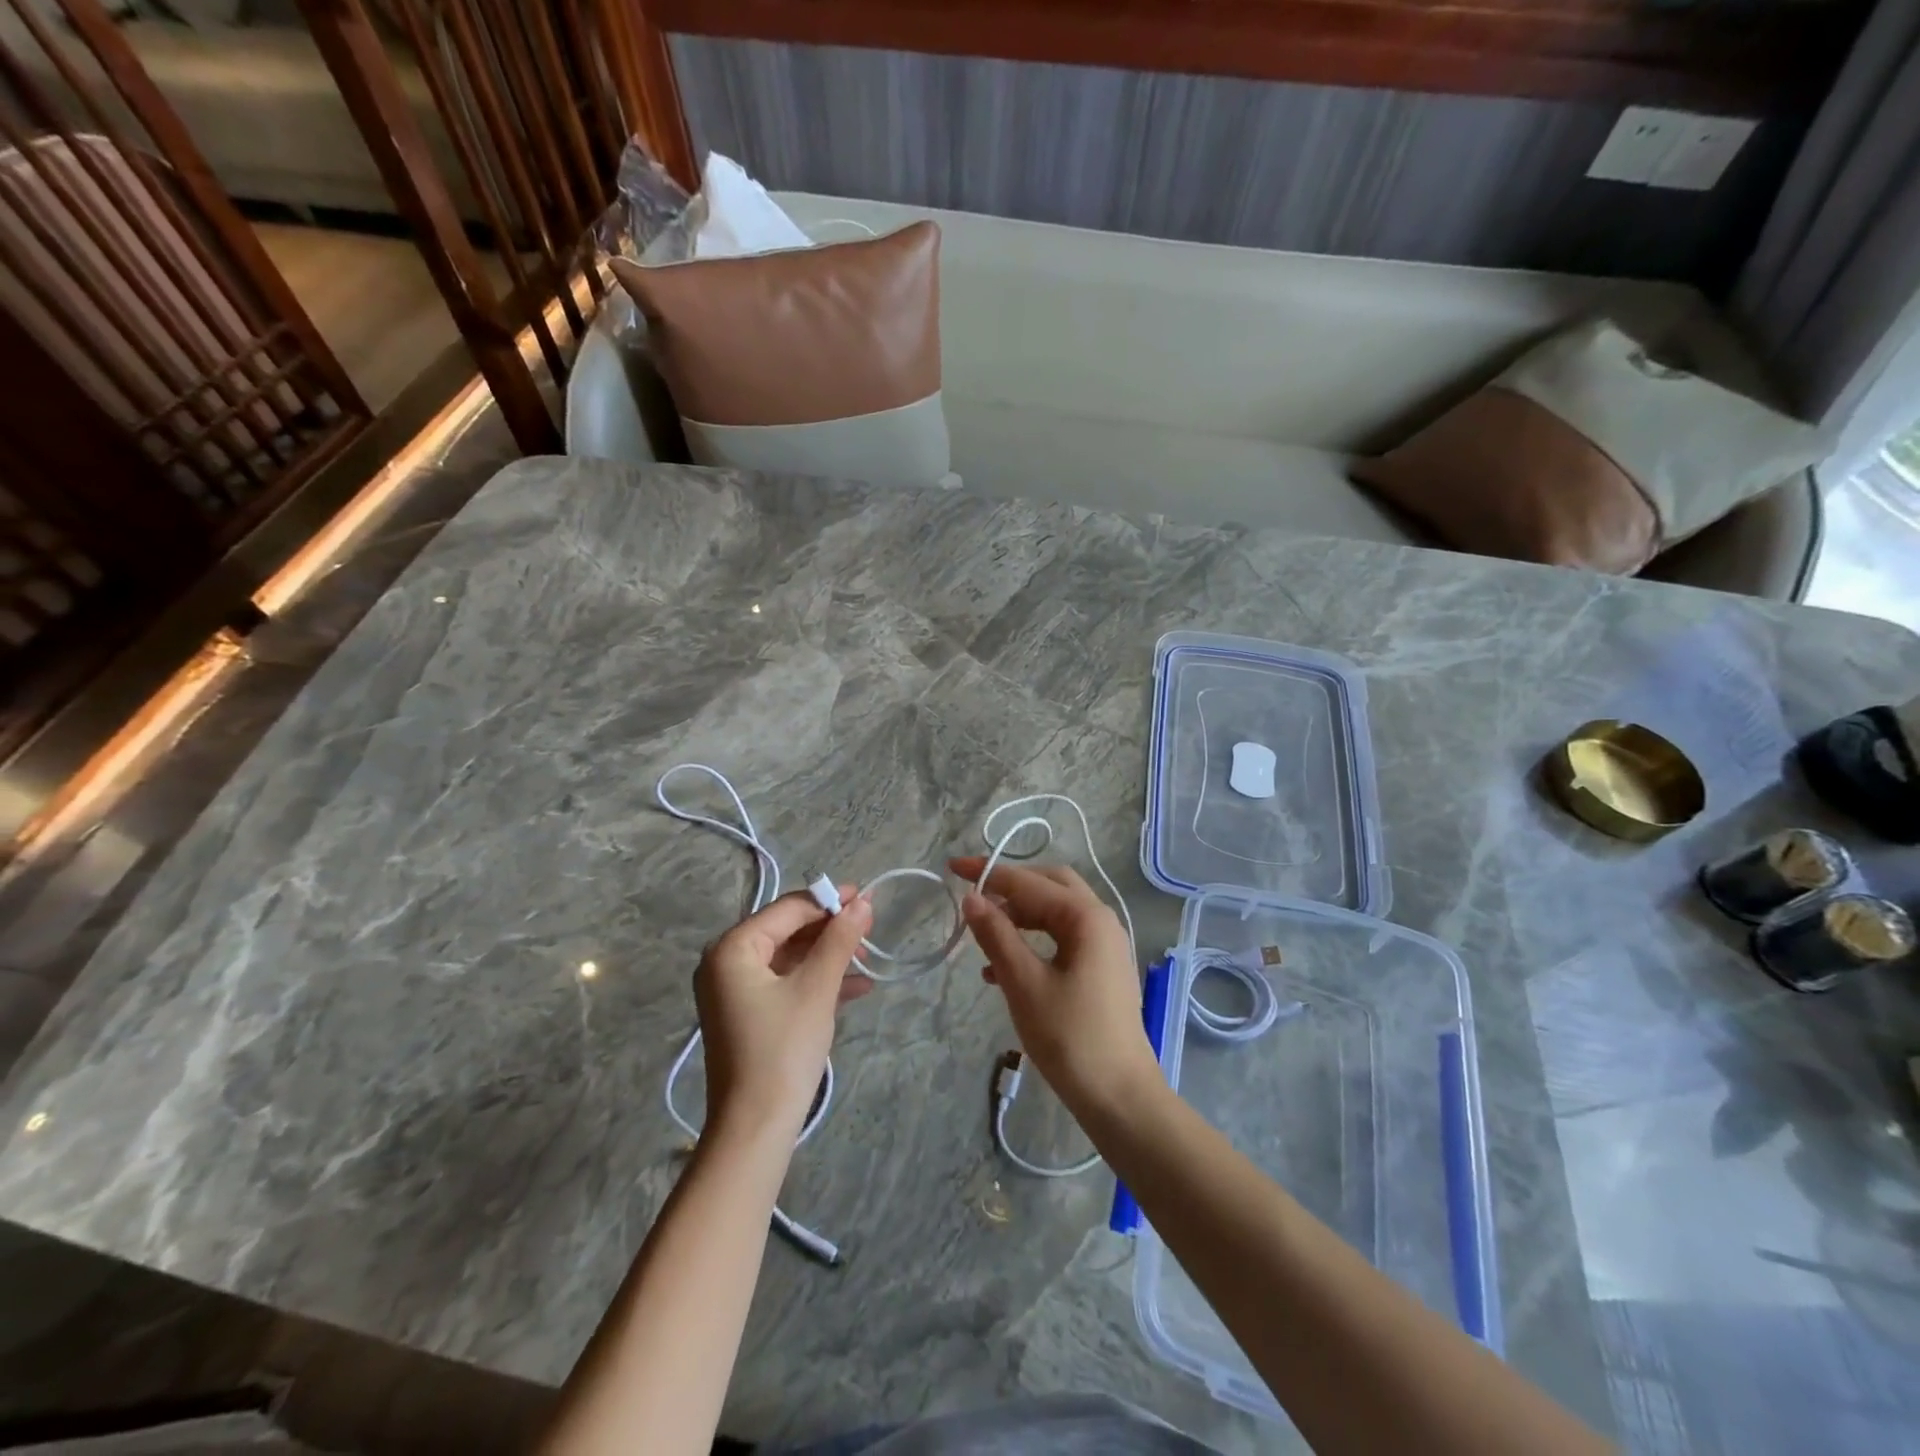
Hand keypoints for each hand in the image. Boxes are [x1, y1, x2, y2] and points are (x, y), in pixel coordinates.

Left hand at [695, 887, 873, 1142]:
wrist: (755, 1129)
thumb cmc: (783, 1050)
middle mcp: (725, 962)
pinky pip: (785, 983)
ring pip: (788, 958)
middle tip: (869, 930)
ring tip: (867, 959)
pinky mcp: (747, 1014)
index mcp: (732, 949)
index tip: (867, 898)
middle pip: (786, 930)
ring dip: (828, 956)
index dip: (828, 901)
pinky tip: (856, 988)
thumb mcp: (816, 989)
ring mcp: (734, 991)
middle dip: (829, 930)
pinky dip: (816, 981)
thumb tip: (862, 902)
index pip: (787, 909)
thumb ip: (839, 940)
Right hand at [948, 857, 1157, 1115]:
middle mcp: (1101, 921)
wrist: (1119, 1097)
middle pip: (1050, 886)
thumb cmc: (1070, 1037)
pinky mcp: (1101, 969)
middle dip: (1010, 887)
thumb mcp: (1023, 983)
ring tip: (982, 936)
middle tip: (973, 896)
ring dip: (1019, 916)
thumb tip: (971, 898)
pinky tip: (1001, 968)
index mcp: (1086, 917)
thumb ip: (996, 935)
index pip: (1029, 882)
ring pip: (1055, 913)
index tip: (953, 868)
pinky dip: (1032, 941)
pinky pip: (1062, 938)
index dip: (989, 873)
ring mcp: (1105, 945)